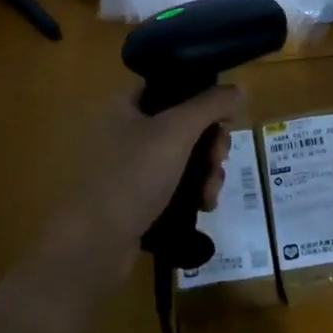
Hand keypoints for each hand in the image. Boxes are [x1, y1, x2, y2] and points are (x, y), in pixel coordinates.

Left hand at [62, 86, 245, 268]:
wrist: (92, 245)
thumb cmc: (131, 176)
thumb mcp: (176, 131)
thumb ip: (210, 104)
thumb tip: (240, 87)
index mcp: (125, 106)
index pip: (172, 87)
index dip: (203, 98)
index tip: (226, 119)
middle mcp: (124, 131)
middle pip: (183, 125)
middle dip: (210, 144)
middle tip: (219, 160)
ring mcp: (129, 167)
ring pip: (183, 158)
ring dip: (206, 171)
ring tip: (210, 194)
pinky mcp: (135, 199)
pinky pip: (174, 185)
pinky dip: (192, 192)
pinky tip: (203, 207)